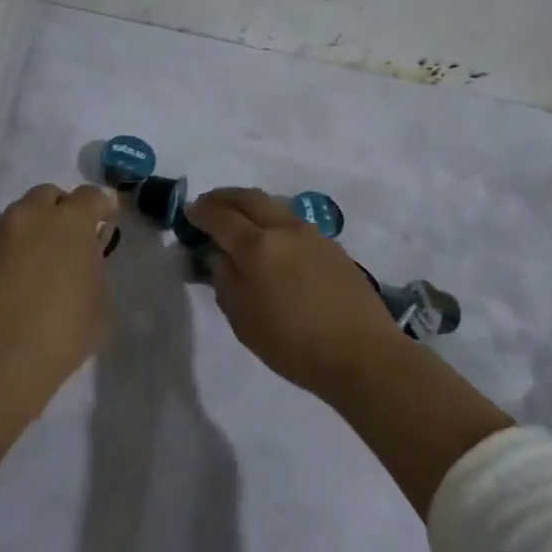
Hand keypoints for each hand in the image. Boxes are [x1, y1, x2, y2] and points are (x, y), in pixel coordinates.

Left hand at [0, 183, 119, 385]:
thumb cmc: (61, 332)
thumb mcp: (98, 304)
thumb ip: (94, 268)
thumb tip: (84, 259)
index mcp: (71, 222)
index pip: (91, 196)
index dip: (102, 205)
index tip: (106, 217)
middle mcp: (33, 215)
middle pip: (50, 196)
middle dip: (62, 209)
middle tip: (70, 238)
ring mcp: (1, 232)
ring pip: (23, 215)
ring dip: (36, 227)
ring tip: (42, 259)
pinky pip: (3, 238)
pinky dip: (15, 247)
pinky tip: (20, 275)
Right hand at [187, 187, 399, 395]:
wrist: (362, 354)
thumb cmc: (293, 344)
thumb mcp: (243, 320)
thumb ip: (225, 281)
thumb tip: (220, 256)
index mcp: (256, 246)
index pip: (220, 217)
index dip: (200, 212)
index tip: (188, 211)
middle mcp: (283, 229)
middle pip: (248, 198)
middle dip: (224, 197)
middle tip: (208, 204)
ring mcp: (311, 234)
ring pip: (273, 205)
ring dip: (250, 205)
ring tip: (239, 219)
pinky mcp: (332, 246)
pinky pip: (293, 221)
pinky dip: (273, 220)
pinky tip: (272, 240)